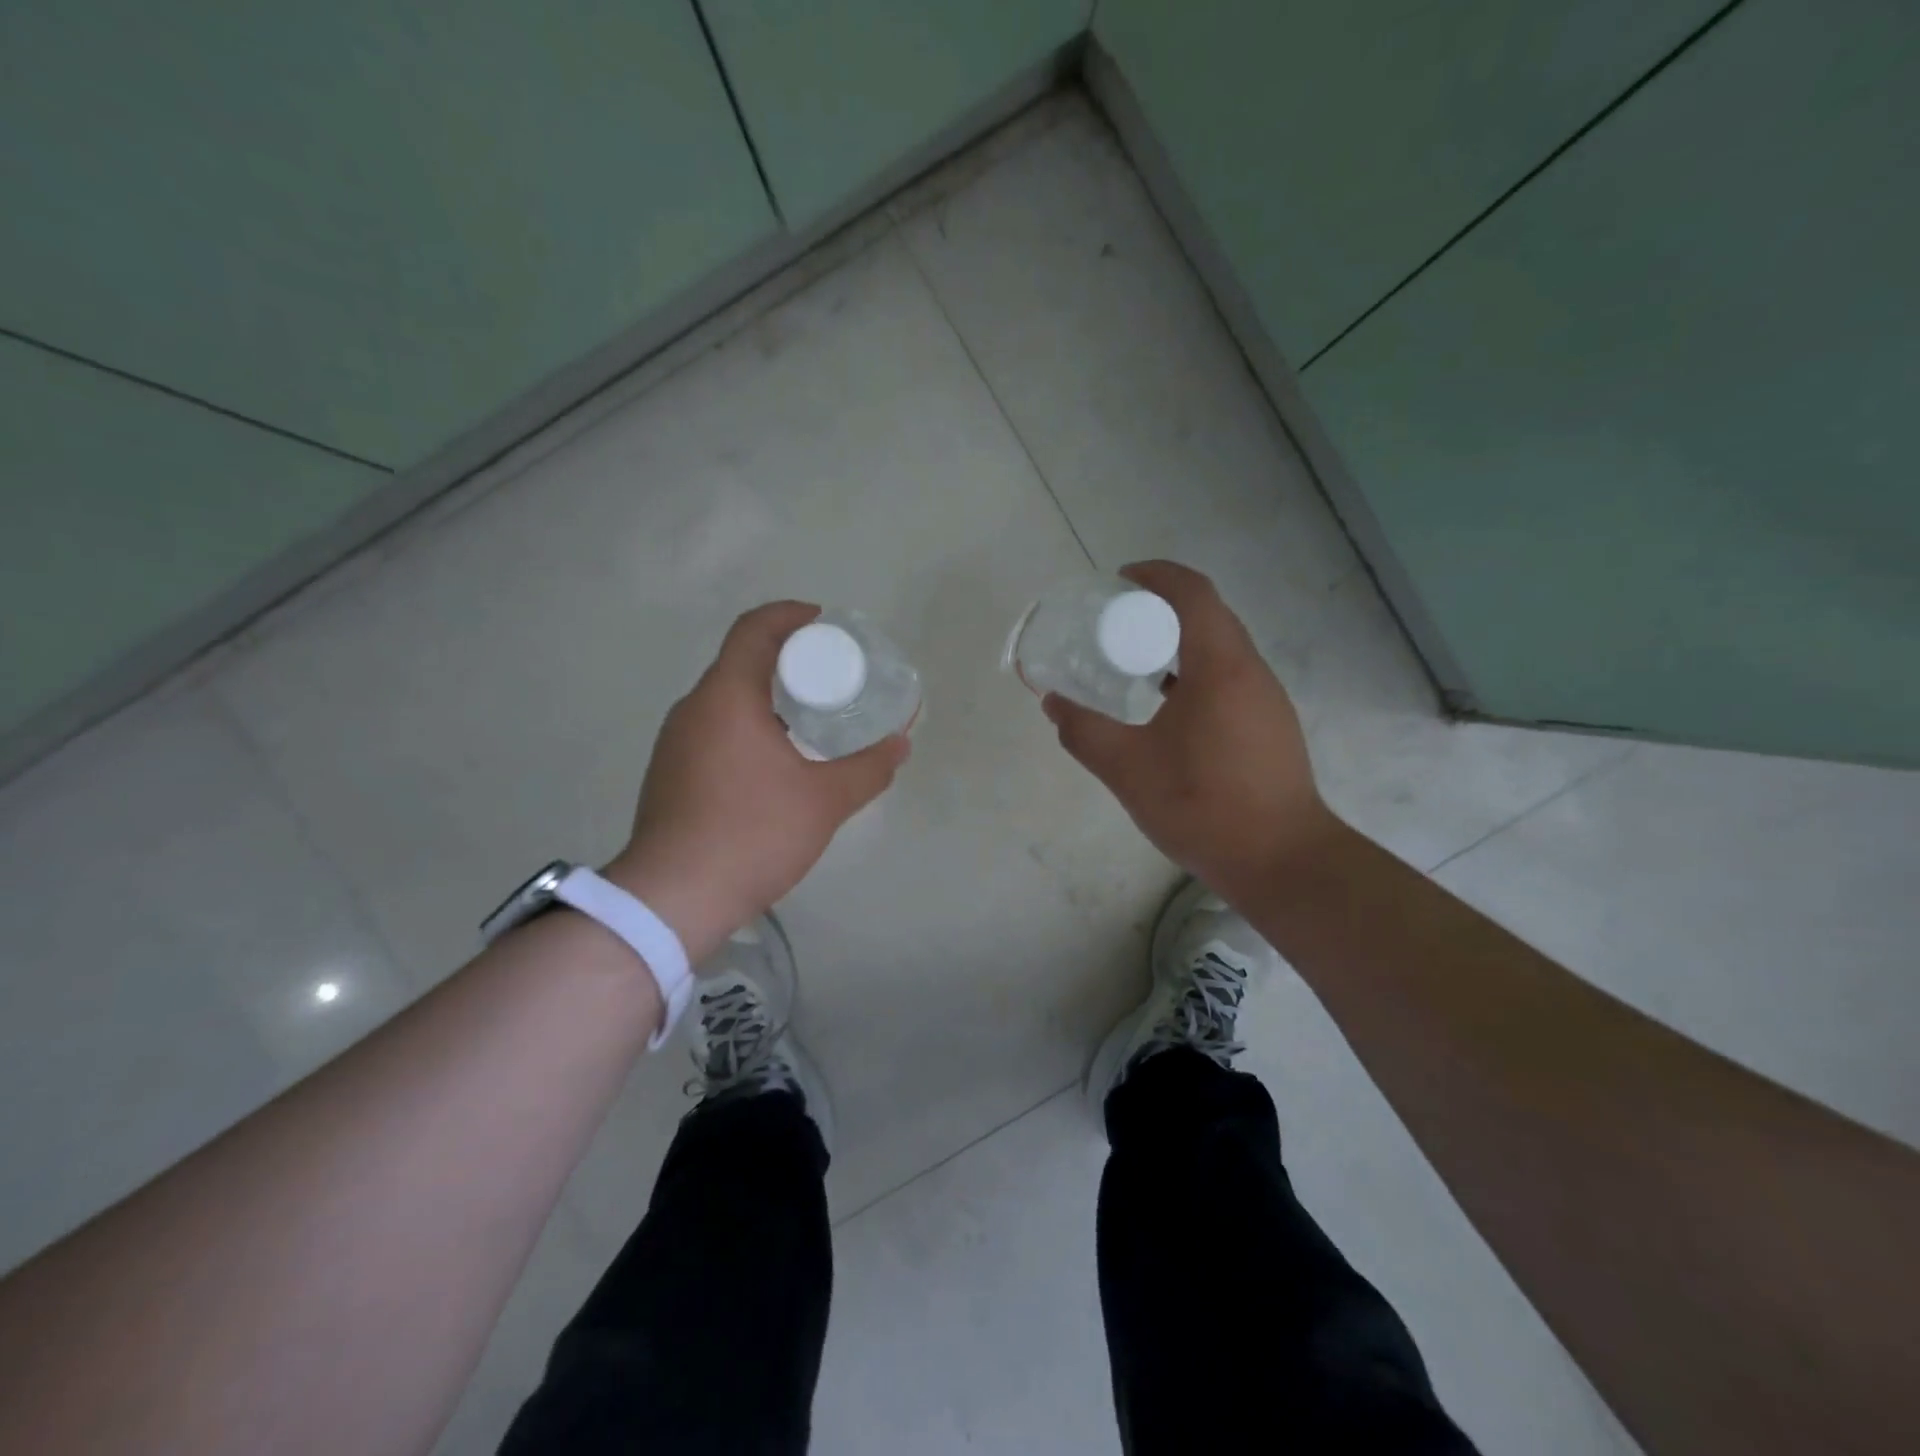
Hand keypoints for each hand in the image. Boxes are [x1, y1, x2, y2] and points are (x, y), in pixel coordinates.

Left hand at [605, 602, 909, 963]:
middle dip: (788, 660)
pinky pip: (714, 730)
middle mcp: (693, 709)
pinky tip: (775, 763)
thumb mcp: (825, 801)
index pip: (754, 629)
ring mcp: (674, 743)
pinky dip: (747, 727)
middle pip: (741, 662)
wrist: (674, 898)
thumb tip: (901, 744)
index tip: (825, 624)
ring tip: (810, 720)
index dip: (791, 616)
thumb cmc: (753, 833)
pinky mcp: (670, 773)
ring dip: (767, 698)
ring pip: (726, 700)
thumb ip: (869, 768)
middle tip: (831, 678)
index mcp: (726, 697)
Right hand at [1043, 561, 1337, 897]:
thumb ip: (1084, 732)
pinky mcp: (1270, 726)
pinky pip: (1229, 678)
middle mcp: (1251, 672)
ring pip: (1221, 649)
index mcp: (1221, 667)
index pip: (1193, 593)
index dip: (1157, 575)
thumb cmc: (1204, 806)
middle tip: (1117, 624)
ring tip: (1135, 665)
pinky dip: (1195, 673)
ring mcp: (1266, 700)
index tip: (1120, 580)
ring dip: (1179, 643)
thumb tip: (1053, 703)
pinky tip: (1167, 709)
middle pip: (1209, 615)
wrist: (1282, 861)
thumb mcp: (1128, 769)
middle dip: (1162, 607)